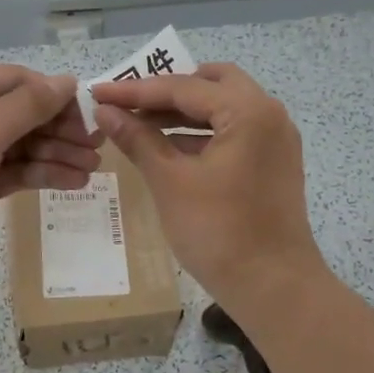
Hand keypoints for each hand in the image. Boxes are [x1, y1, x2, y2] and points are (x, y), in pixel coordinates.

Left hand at [0, 64, 99, 281]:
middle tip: (97, 146)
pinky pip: (13, 172)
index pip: (16, 82)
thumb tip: (67, 81)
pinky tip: (72, 182)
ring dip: (56, 154)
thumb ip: (28, 106)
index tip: (90, 114)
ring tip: (92, 168)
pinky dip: (40, 175)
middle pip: (22, 114)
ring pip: (21, 146)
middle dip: (59, 129)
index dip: (54, 96)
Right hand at [90, 63, 328, 314]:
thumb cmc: (219, 232)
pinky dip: (201, 133)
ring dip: (183, 113)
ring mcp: (275, 140)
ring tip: (139, 125)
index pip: (183, 87)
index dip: (136, 91)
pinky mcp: (273, 164)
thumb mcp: (170, 182)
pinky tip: (168, 149)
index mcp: (248, 111)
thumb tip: (105, 111)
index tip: (98, 92)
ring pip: (223, 108)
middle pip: (211, 84)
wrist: (273, 288)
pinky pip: (233, 132)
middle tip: (128, 104)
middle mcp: (269, 114)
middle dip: (167, 91)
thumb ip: (138, 139)